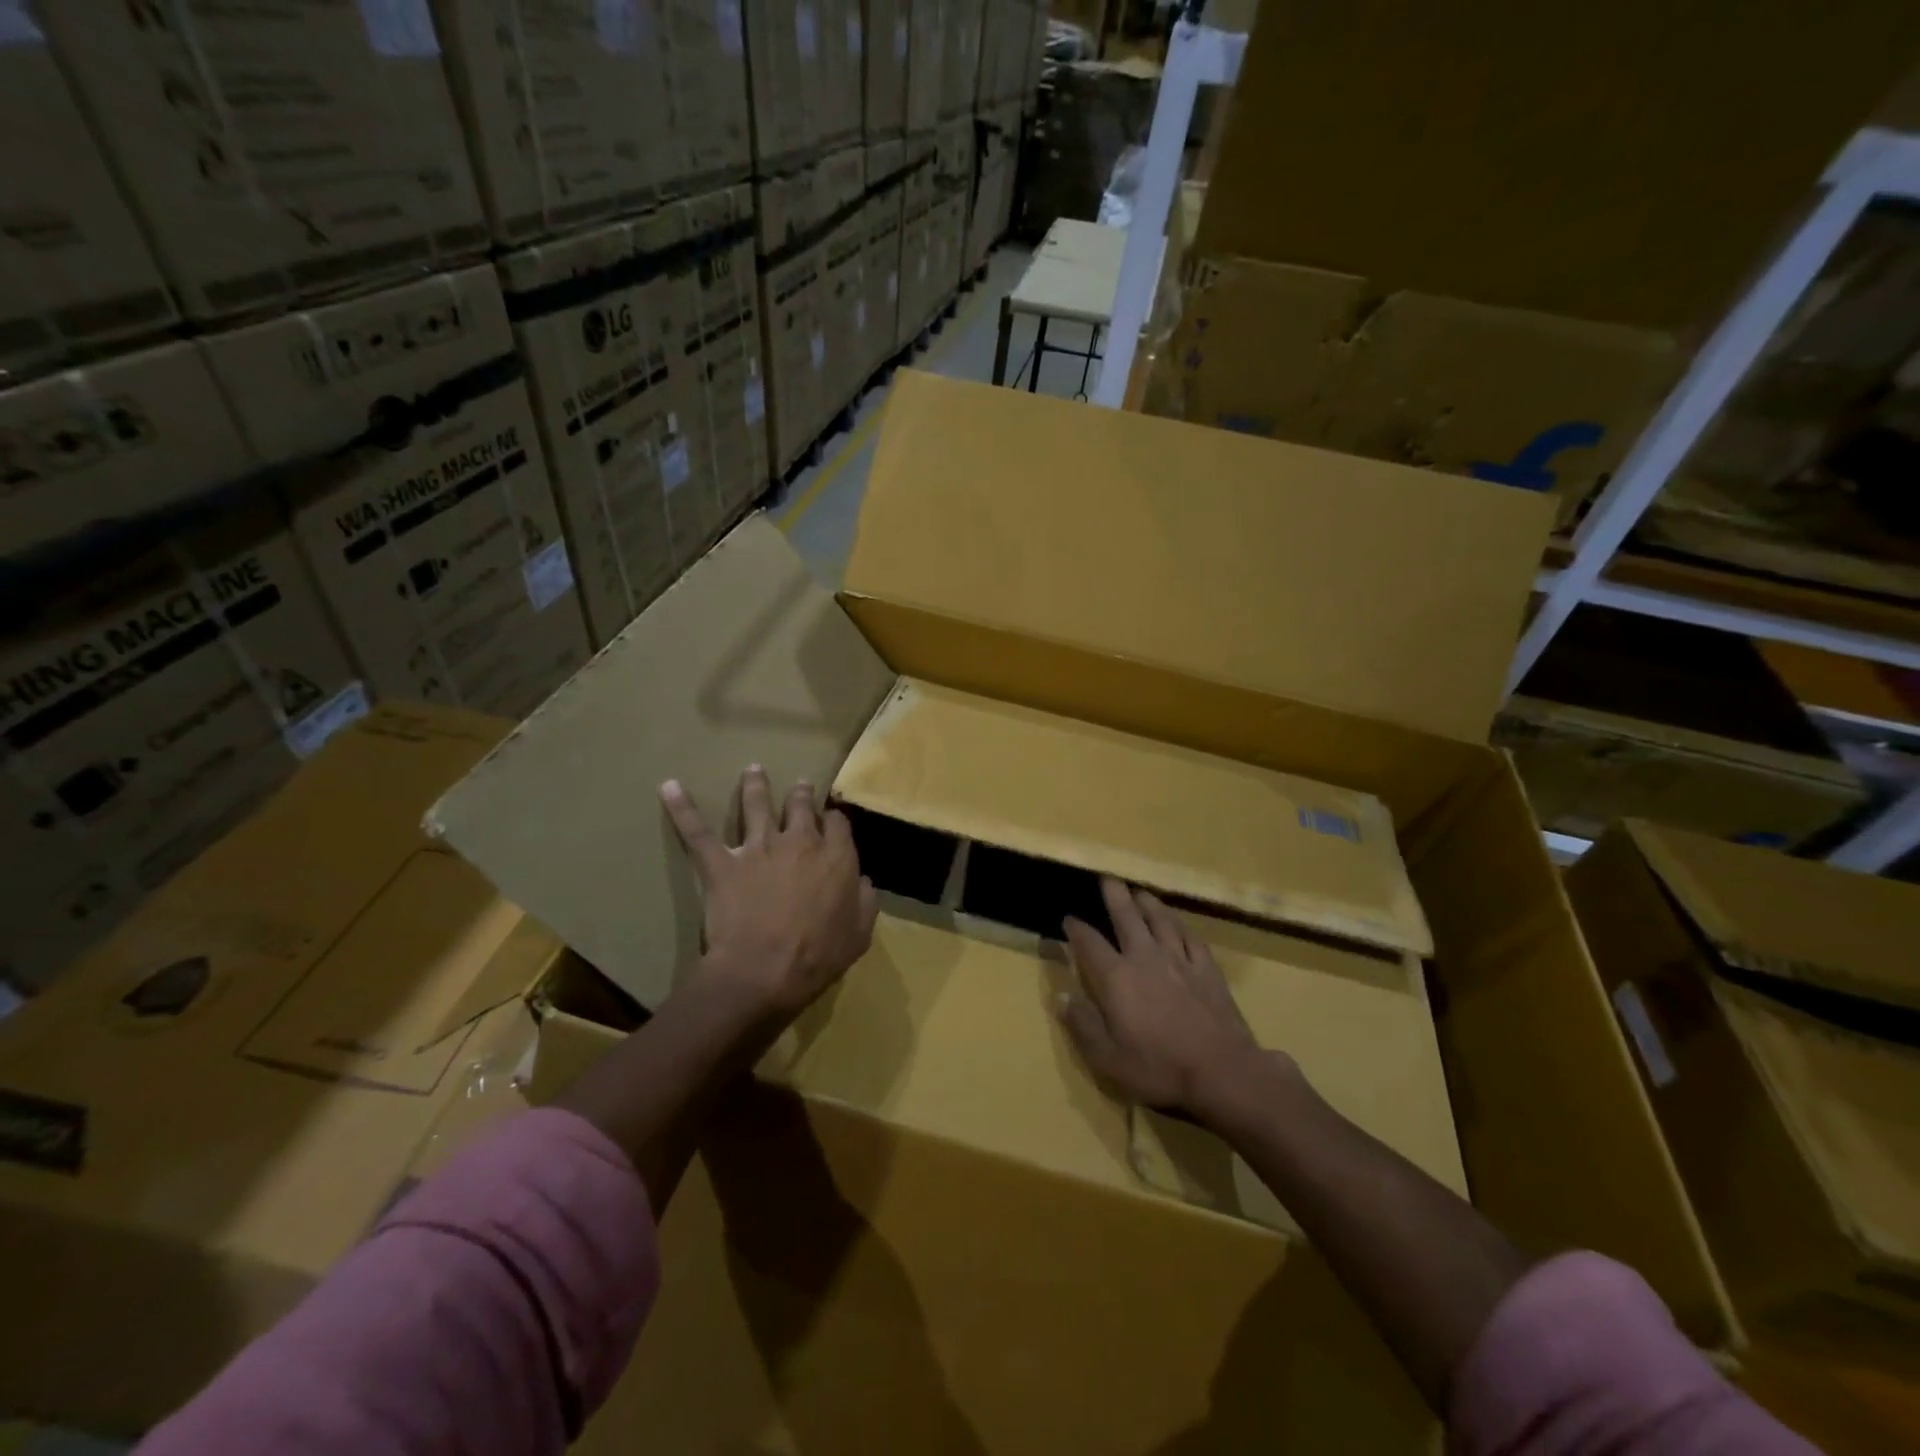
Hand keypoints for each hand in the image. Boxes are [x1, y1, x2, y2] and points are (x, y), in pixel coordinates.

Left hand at [660, 766, 877, 1020]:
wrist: (763, 971)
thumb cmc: (816, 958)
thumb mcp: (859, 935)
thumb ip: (864, 902)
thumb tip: (863, 881)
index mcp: (836, 859)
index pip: (838, 824)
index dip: (834, 820)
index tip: (831, 821)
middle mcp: (799, 842)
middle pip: (800, 807)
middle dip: (801, 794)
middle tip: (799, 785)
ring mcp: (758, 848)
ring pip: (757, 806)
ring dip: (755, 786)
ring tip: (753, 770)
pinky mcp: (722, 863)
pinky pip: (698, 832)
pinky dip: (682, 809)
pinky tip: (668, 787)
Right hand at [1059, 876, 1279, 1121]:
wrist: (1223, 1072)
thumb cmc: (1159, 1068)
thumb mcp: (1108, 1058)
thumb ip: (1082, 1024)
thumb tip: (1061, 994)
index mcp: (1116, 978)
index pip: (1089, 943)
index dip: (1076, 928)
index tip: (1068, 918)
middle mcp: (1145, 958)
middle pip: (1126, 917)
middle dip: (1114, 896)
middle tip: (1107, 878)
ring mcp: (1179, 960)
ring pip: (1160, 920)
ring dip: (1147, 903)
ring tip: (1139, 891)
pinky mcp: (1207, 969)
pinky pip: (1191, 937)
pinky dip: (1181, 925)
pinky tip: (1177, 922)